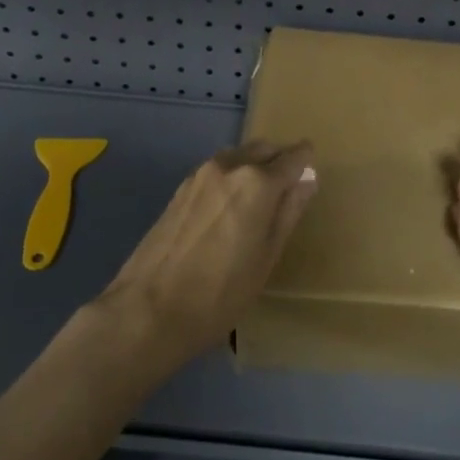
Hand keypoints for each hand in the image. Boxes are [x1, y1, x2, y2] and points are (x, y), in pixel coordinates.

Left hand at [96, 141, 317, 370]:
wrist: (148, 310)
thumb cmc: (220, 292)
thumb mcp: (267, 257)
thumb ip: (289, 212)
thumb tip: (308, 179)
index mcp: (258, 182)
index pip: (293, 157)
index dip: (306, 163)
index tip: (311, 175)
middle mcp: (229, 166)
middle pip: (264, 149)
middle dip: (280, 160)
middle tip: (288, 190)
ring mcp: (200, 175)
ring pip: (238, 156)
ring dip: (254, 166)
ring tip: (259, 201)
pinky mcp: (180, 189)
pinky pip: (217, 170)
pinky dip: (231, 177)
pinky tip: (229, 208)